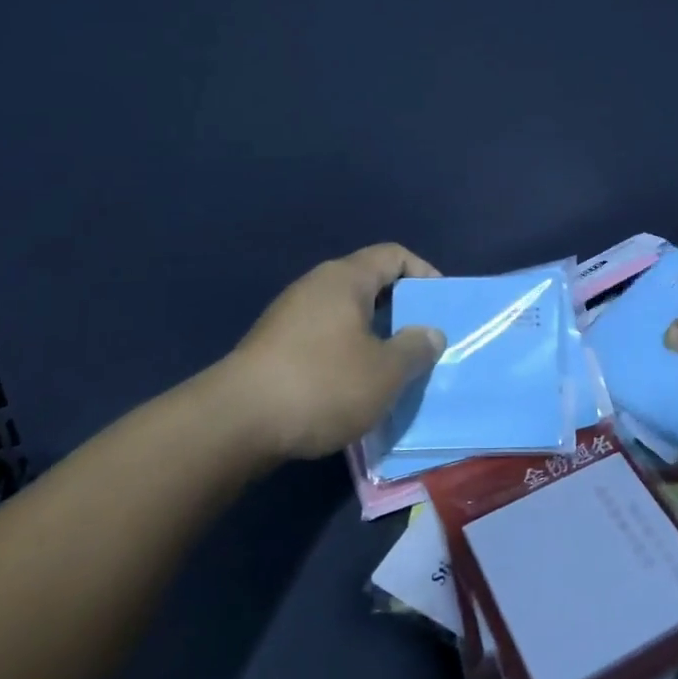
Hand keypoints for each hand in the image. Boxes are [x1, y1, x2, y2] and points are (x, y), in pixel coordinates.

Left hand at [226, 244, 448, 461]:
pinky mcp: (273, 347)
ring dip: (373, 336)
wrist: (236, 423)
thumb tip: (429, 332)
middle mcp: (315, 287)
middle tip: (423, 341)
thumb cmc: (322, 384)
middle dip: (400, 310)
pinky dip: (346, 354)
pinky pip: (323, 338)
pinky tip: (354, 387)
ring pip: (345, 315)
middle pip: (368, 284)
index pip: (393, 255)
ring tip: (394, 369)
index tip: (441, 305)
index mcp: (345, 279)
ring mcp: (289, 316)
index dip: (424, 273)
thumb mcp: (385, 372)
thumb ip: (415, 348)